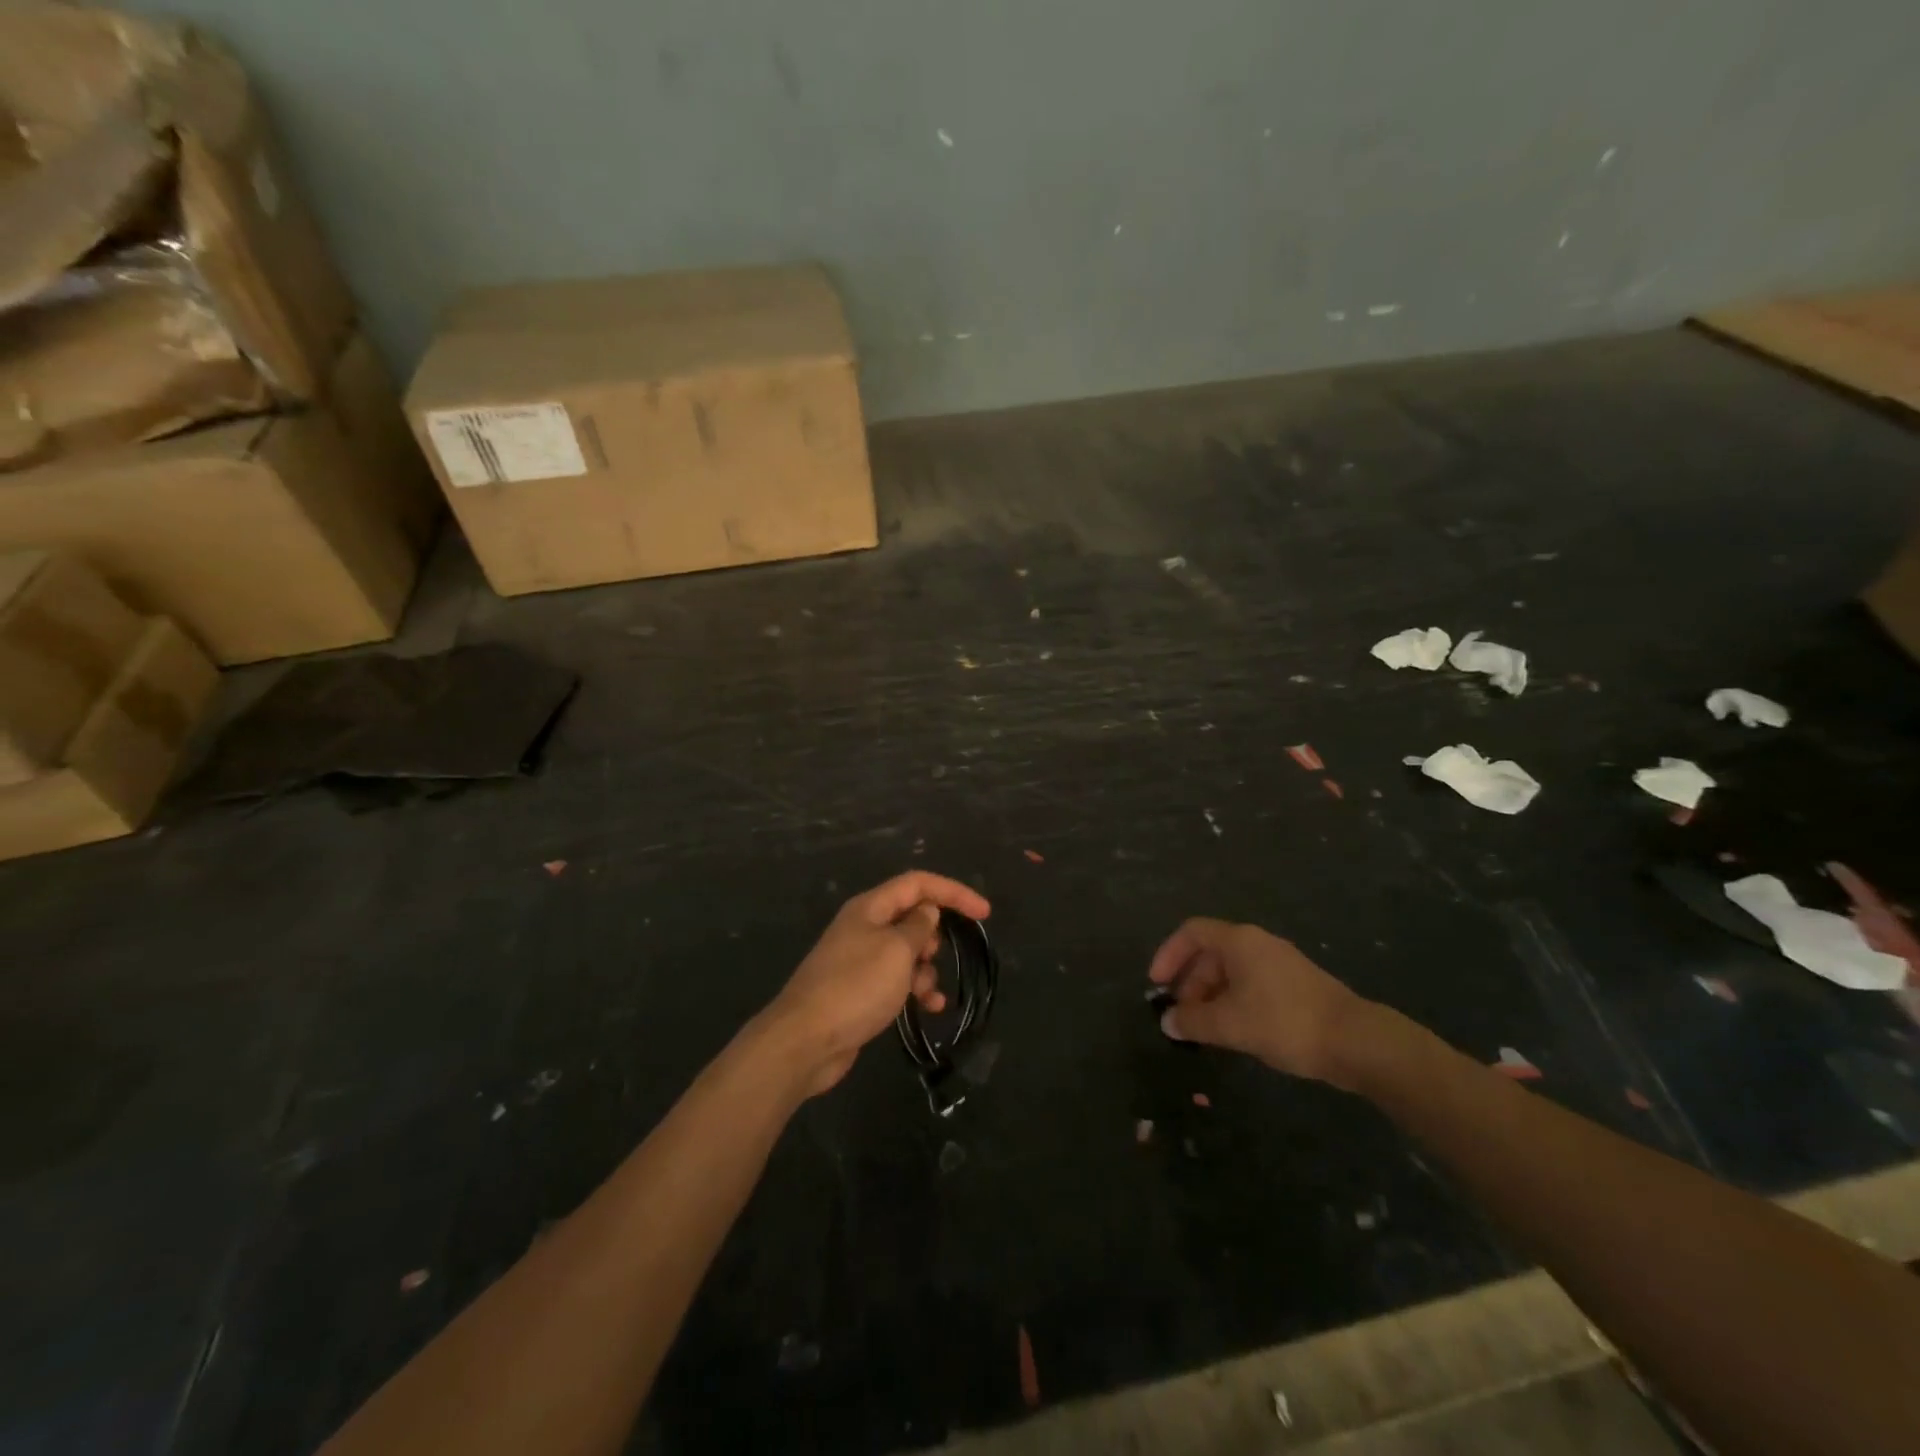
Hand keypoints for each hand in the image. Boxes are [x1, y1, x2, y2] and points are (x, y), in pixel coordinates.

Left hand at [765, 871, 991, 1095]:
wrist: (805, 1041)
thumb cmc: (855, 987)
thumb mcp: (897, 951)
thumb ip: (918, 926)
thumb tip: (927, 911)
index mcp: (870, 908)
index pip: (918, 884)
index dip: (953, 892)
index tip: (984, 913)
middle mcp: (864, 927)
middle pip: (911, 916)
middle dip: (934, 935)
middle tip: (939, 955)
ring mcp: (859, 959)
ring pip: (906, 952)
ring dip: (926, 969)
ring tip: (928, 992)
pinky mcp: (859, 990)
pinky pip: (896, 980)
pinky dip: (914, 989)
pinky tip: (929, 1008)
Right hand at [1148, 917, 1375, 1087]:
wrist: (1356, 1042)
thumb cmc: (1284, 1022)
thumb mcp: (1229, 1024)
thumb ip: (1193, 1021)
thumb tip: (1168, 1021)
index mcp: (1239, 941)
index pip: (1191, 932)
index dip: (1168, 954)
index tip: (1156, 985)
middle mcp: (1257, 944)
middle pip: (1210, 953)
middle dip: (1189, 983)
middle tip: (1180, 1016)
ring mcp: (1279, 964)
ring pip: (1231, 972)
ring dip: (1210, 996)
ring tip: (1203, 1029)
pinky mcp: (1295, 985)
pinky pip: (1251, 984)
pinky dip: (1233, 1002)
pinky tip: (1234, 1031)